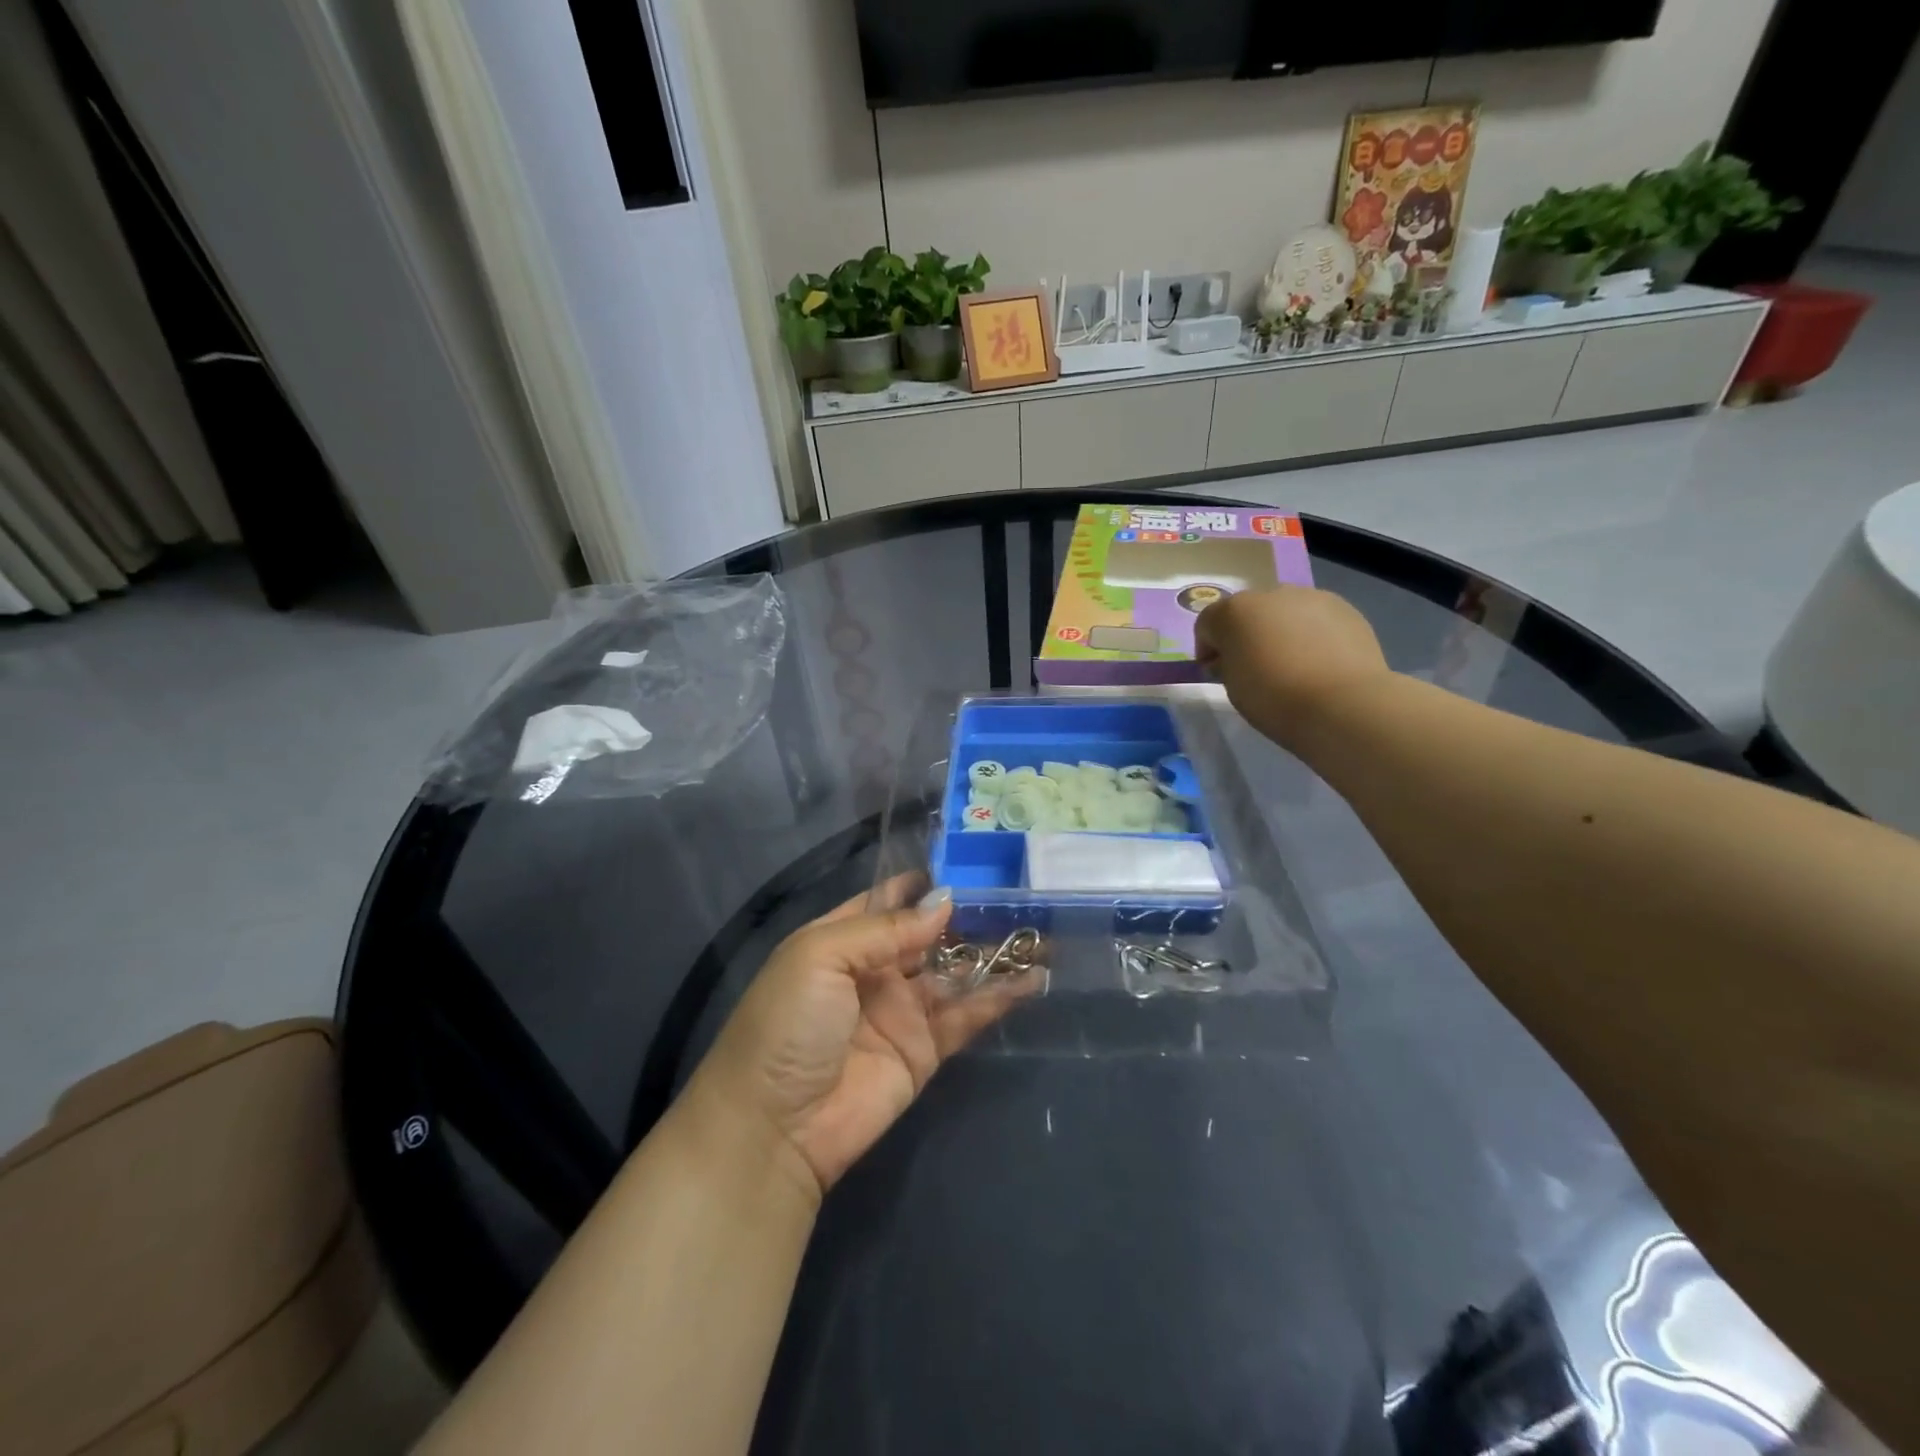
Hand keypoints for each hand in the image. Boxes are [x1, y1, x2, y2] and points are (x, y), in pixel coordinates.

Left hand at [681, 877, 1034, 1200]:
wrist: (774, 1129)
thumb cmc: (788, 1024)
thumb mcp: (821, 957)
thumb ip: (886, 929)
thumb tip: (945, 901)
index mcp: (842, 939)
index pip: (888, 900)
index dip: (924, 882)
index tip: (971, 860)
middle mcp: (875, 969)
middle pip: (929, 934)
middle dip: (968, 914)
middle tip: (1020, 891)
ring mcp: (903, 1010)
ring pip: (955, 971)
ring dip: (992, 953)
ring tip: (1040, 929)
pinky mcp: (925, 1050)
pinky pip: (967, 1016)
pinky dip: (999, 998)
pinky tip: (1034, 978)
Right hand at [1194, 585, 1390, 752]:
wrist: (1342, 704)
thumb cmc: (1273, 698)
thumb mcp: (1232, 687)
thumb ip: (1225, 665)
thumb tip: (1230, 659)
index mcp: (1234, 611)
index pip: (1207, 623)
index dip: (1207, 649)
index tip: (1216, 673)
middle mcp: (1271, 594)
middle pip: (1248, 612)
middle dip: (1246, 635)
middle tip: (1255, 667)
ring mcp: (1312, 597)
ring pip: (1285, 612)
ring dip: (1280, 631)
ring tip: (1292, 665)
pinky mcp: (1346, 609)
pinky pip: (1316, 620)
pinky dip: (1312, 635)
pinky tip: (1320, 663)